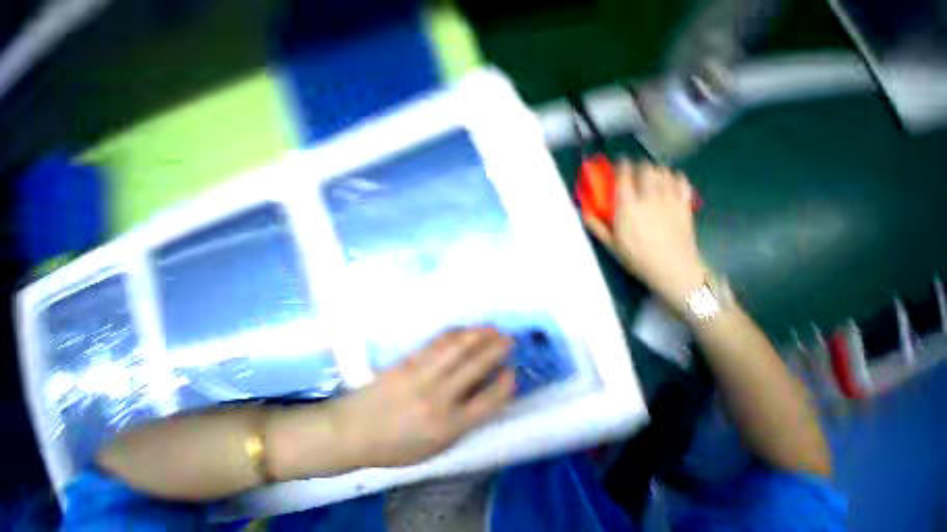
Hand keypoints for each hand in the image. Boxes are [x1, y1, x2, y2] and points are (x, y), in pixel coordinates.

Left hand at [331, 328, 515, 467]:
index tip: (513, 371)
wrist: (351, 432)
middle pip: (474, 367)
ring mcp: (421, 376)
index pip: (486, 403)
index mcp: (445, 427)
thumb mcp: (433, 447)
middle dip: (496, 349)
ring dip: (478, 334)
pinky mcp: (407, 362)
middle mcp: (437, 399)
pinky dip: (455, 333)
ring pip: (456, 348)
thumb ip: (461, 421)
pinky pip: (436, 342)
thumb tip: (483, 392)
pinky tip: (464, 328)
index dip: (504, 385)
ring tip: (492, 328)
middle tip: (509, 338)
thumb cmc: (395, 446)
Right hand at [584, 160, 708, 309]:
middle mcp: (649, 198)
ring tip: (652, 175)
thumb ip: (596, 226)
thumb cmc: (636, 258)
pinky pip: (682, 182)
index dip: (622, 166)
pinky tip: (672, 181)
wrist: (672, 268)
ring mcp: (669, 200)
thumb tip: (583, 211)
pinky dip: (676, 177)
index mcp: (627, 207)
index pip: (625, 177)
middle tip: (635, 171)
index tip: (620, 163)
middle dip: (639, 166)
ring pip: (664, 173)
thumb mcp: (610, 245)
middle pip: (646, 170)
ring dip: (656, 169)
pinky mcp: (685, 205)